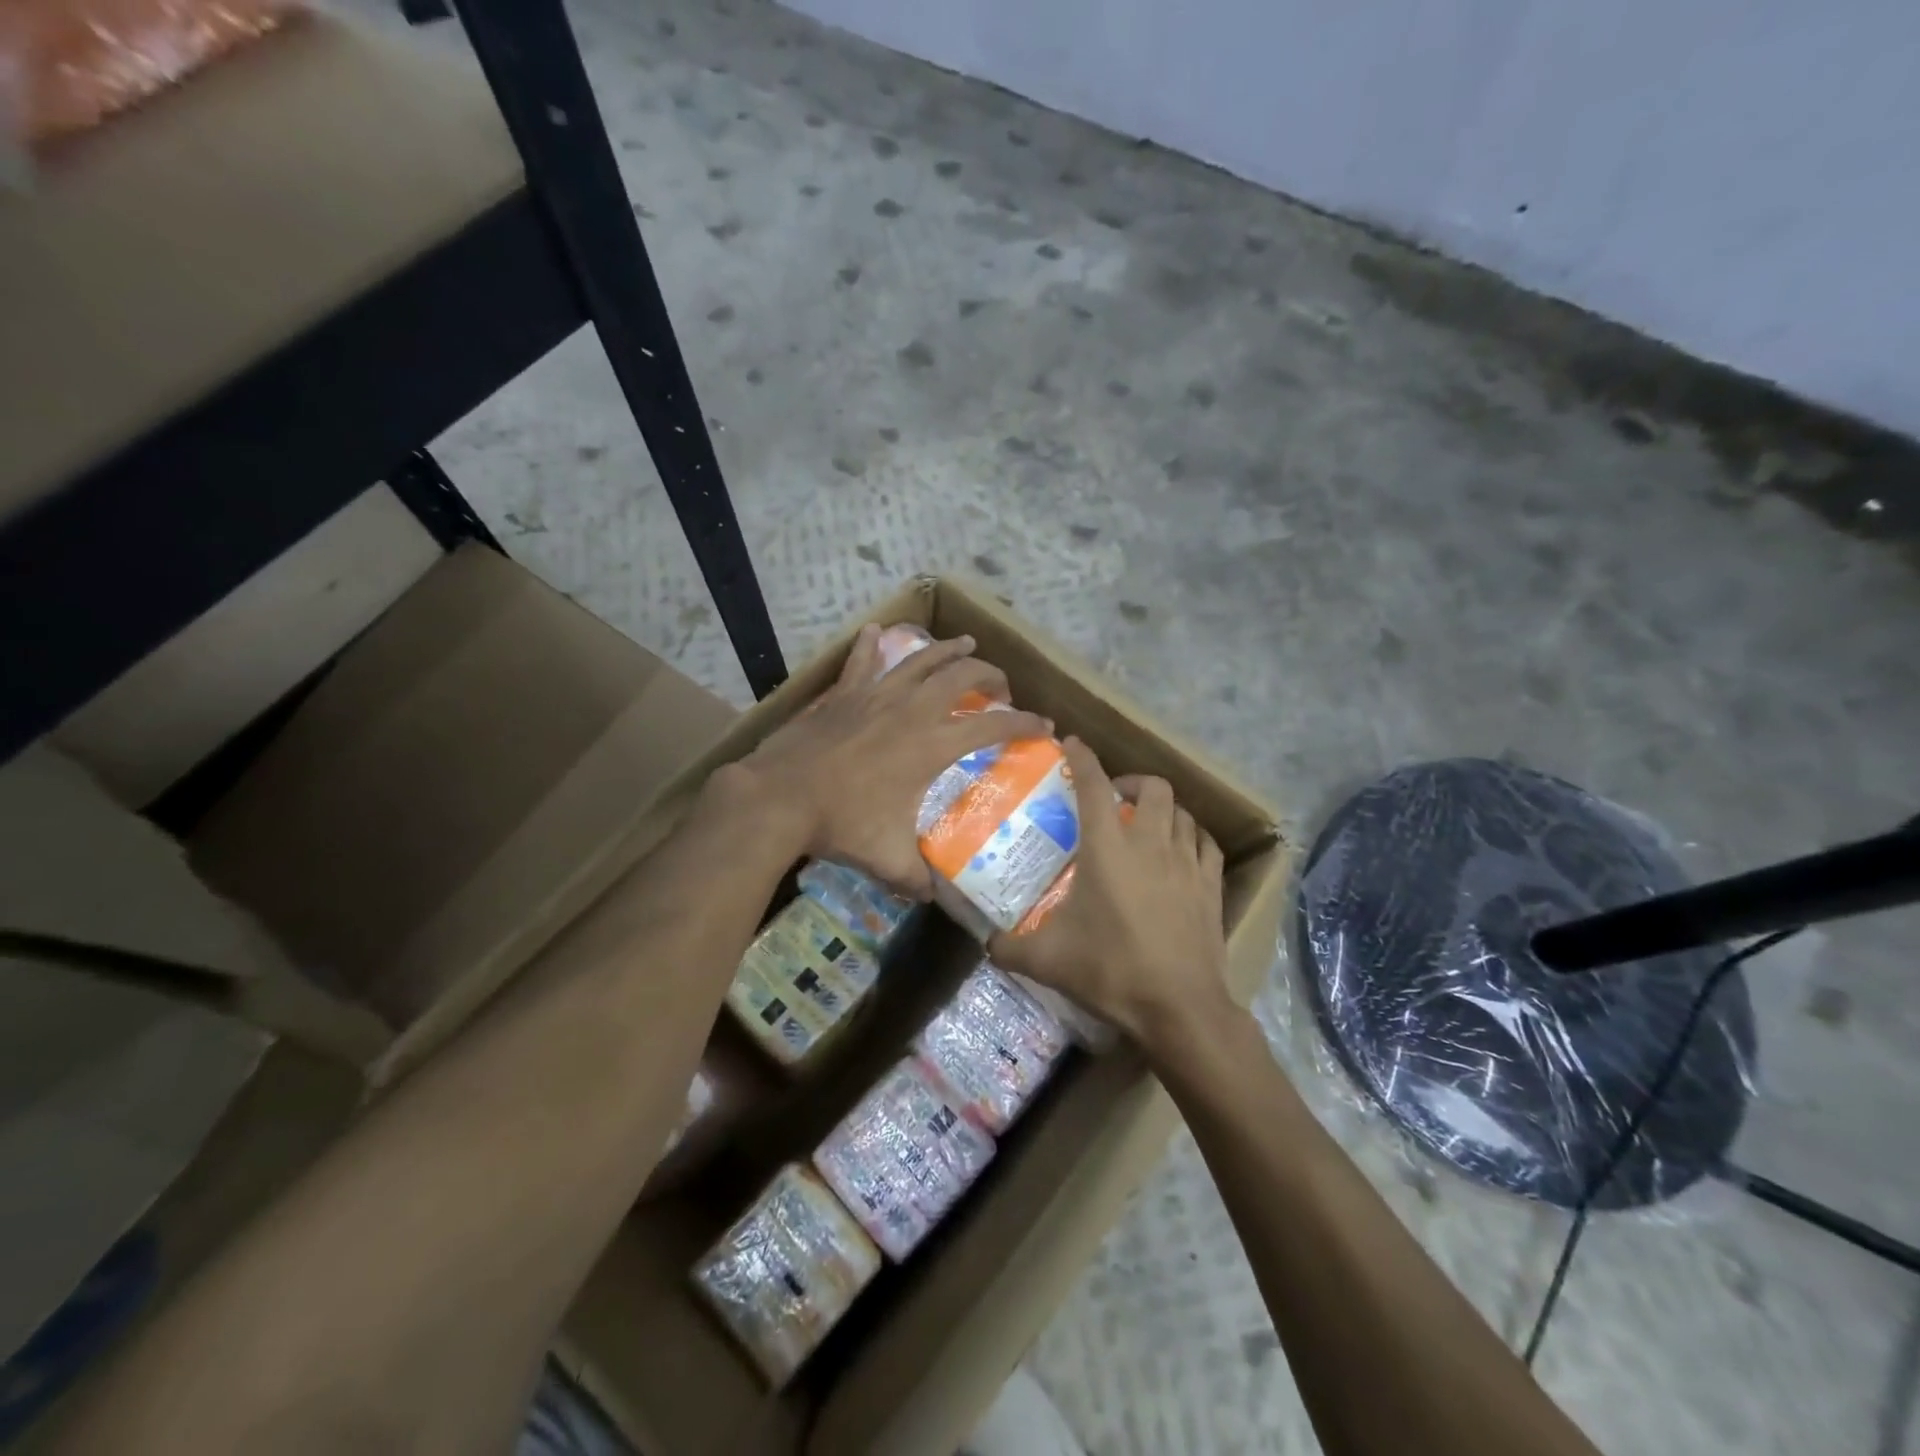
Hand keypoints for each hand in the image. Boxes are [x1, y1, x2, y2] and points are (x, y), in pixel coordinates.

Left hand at [728, 625, 1050, 897]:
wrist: (779, 797)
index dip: (1024, 723)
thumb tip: (931, 896)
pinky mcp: (843, 694)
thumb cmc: (840, 824)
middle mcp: (911, 710)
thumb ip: (917, 879)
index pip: (992, 725)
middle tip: (1002, 685)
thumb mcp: (888, 860)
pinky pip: (861, 661)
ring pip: (920, 660)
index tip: (1043, 725)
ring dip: (948, 650)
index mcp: (931, 745)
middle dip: (990, 675)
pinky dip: (871, 645)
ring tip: (966, 643)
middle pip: (962, 676)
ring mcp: (875, 695)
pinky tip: (877, 630)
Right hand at [988, 738, 1234, 1056]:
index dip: (1082, 758)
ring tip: (1145, 824)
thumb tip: (986, 944)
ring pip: (1182, 811)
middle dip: (1130, 782)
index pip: (1093, 785)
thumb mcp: (1047, 960)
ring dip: (1162, 808)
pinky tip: (1181, 849)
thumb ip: (1009, 947)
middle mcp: (1151, 842)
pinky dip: (1190, 835)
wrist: (1179, 1007)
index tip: (1072, 744)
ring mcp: (1187, 862)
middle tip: (1112, 799)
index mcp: (1108, 847)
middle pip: (1152, 787)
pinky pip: (1204, 843)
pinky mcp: (1212, 885)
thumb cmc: (1110, 970)